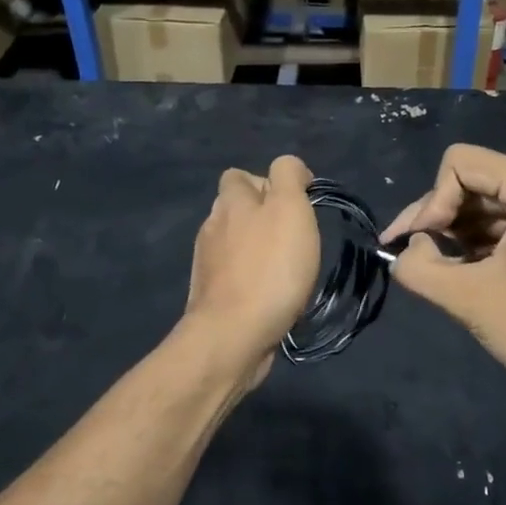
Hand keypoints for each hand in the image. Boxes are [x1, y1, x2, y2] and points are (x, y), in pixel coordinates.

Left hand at [181, 155, 321, 385]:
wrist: (233, 335)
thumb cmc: (270, 268)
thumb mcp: (290, 208)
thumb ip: (288, 177)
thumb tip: (288, 169)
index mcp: (230, 202)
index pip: (240, 175)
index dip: (268, 183)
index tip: (298, 205)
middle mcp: (212, 227)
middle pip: (237, 210)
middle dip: (264, 219)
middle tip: (295, 239)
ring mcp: (208, 264)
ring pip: (235, 245)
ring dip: (258, 251)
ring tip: (287, 270)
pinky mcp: (212, 297)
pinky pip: (235, 277)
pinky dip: (252, 280)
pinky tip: (271, 296)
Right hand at [383, 145, 505, 401]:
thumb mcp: (469, 298)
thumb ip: (420, 267)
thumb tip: (407, 250)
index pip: (460, 164)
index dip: (430, 202)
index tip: (420, 245)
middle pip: (478, 181)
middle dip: (441, 217)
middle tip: (413, 255)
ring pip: (495, 203)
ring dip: (462, 232)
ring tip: (440, 268)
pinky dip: (488, 241)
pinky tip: (470, 270)